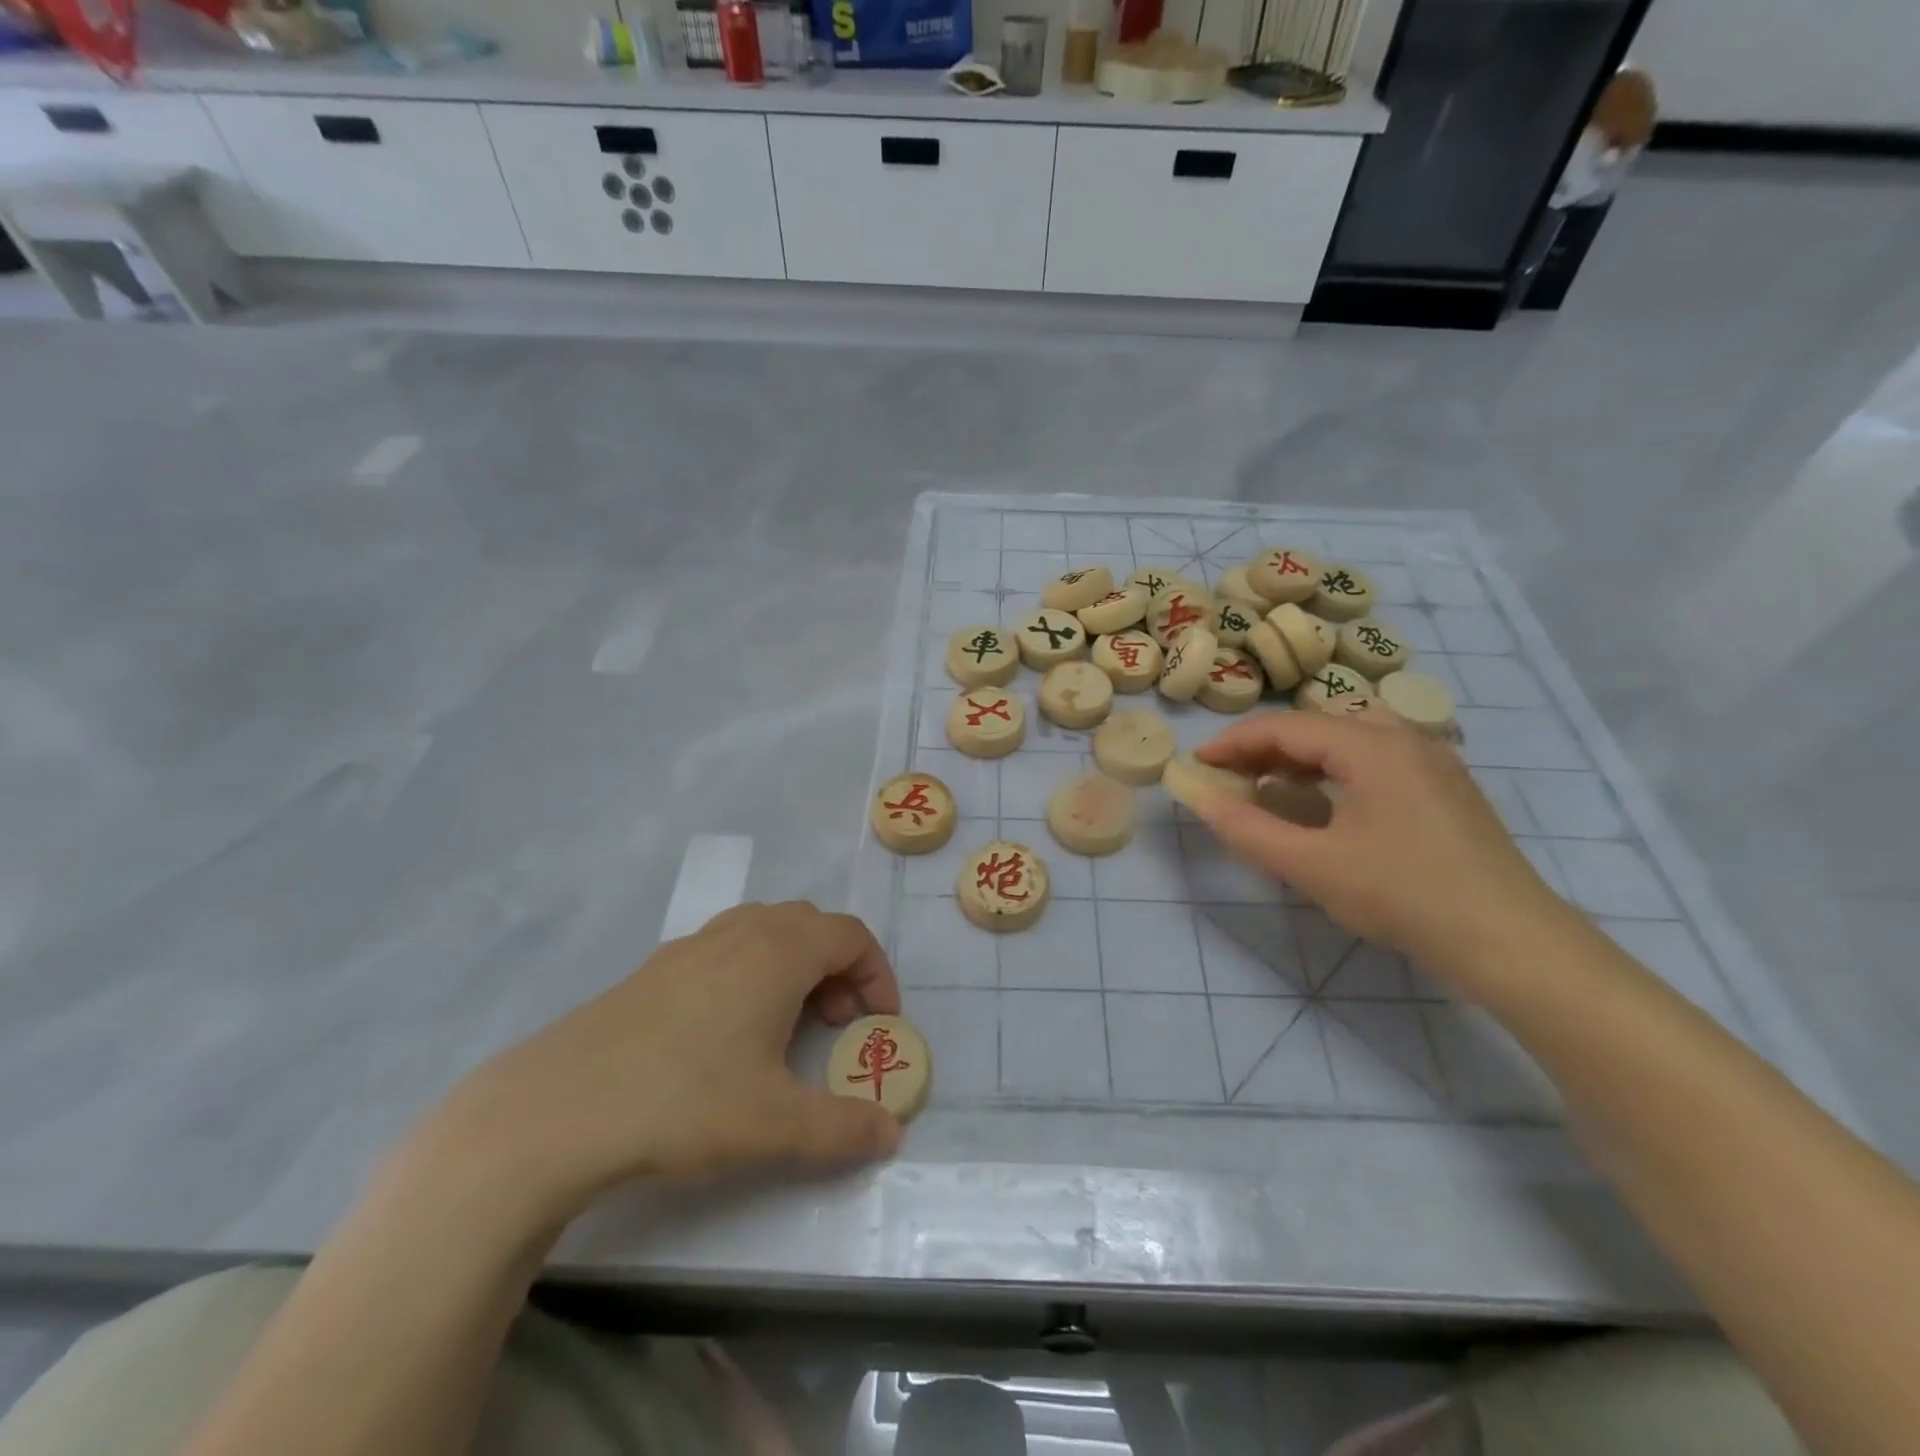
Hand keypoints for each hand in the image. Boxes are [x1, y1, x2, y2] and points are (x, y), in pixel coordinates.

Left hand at [426, 902, 902, 1223]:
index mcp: (778, 952)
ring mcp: (693, 945)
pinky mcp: (656, 968)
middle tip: (836, 1023)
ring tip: (786, 1023)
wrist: (560, 1108)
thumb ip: (844, 1128)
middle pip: (811, 925)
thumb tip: (892, 1133)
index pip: (850, 935)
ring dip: (794, 965)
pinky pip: (725, 948)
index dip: (876, 973)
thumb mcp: (776, 1124)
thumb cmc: (685, 1101)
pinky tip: (727, 1031)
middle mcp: (741, 933)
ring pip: (765, 930)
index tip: (879, 1022)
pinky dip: (750, 971)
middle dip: (838, 967)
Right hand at [1194, 712, 1565, 977]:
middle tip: (1229, 778)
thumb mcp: (1311, 866)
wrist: (1511, 941)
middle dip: (1265, 748)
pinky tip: (1323, 803)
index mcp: (1371, 746)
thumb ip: (1248, 830)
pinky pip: (1375, 759)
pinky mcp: (1446, 787)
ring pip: (1348, 740)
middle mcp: (1404, 738)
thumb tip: (1202, 802)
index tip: (1198, 765)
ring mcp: (1432, 761)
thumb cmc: (1402, 895)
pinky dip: (1334, 770)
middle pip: (1317, 726)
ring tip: (1268, 787)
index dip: (1234, 743)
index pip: (1285, 726)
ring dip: (1300, 758)